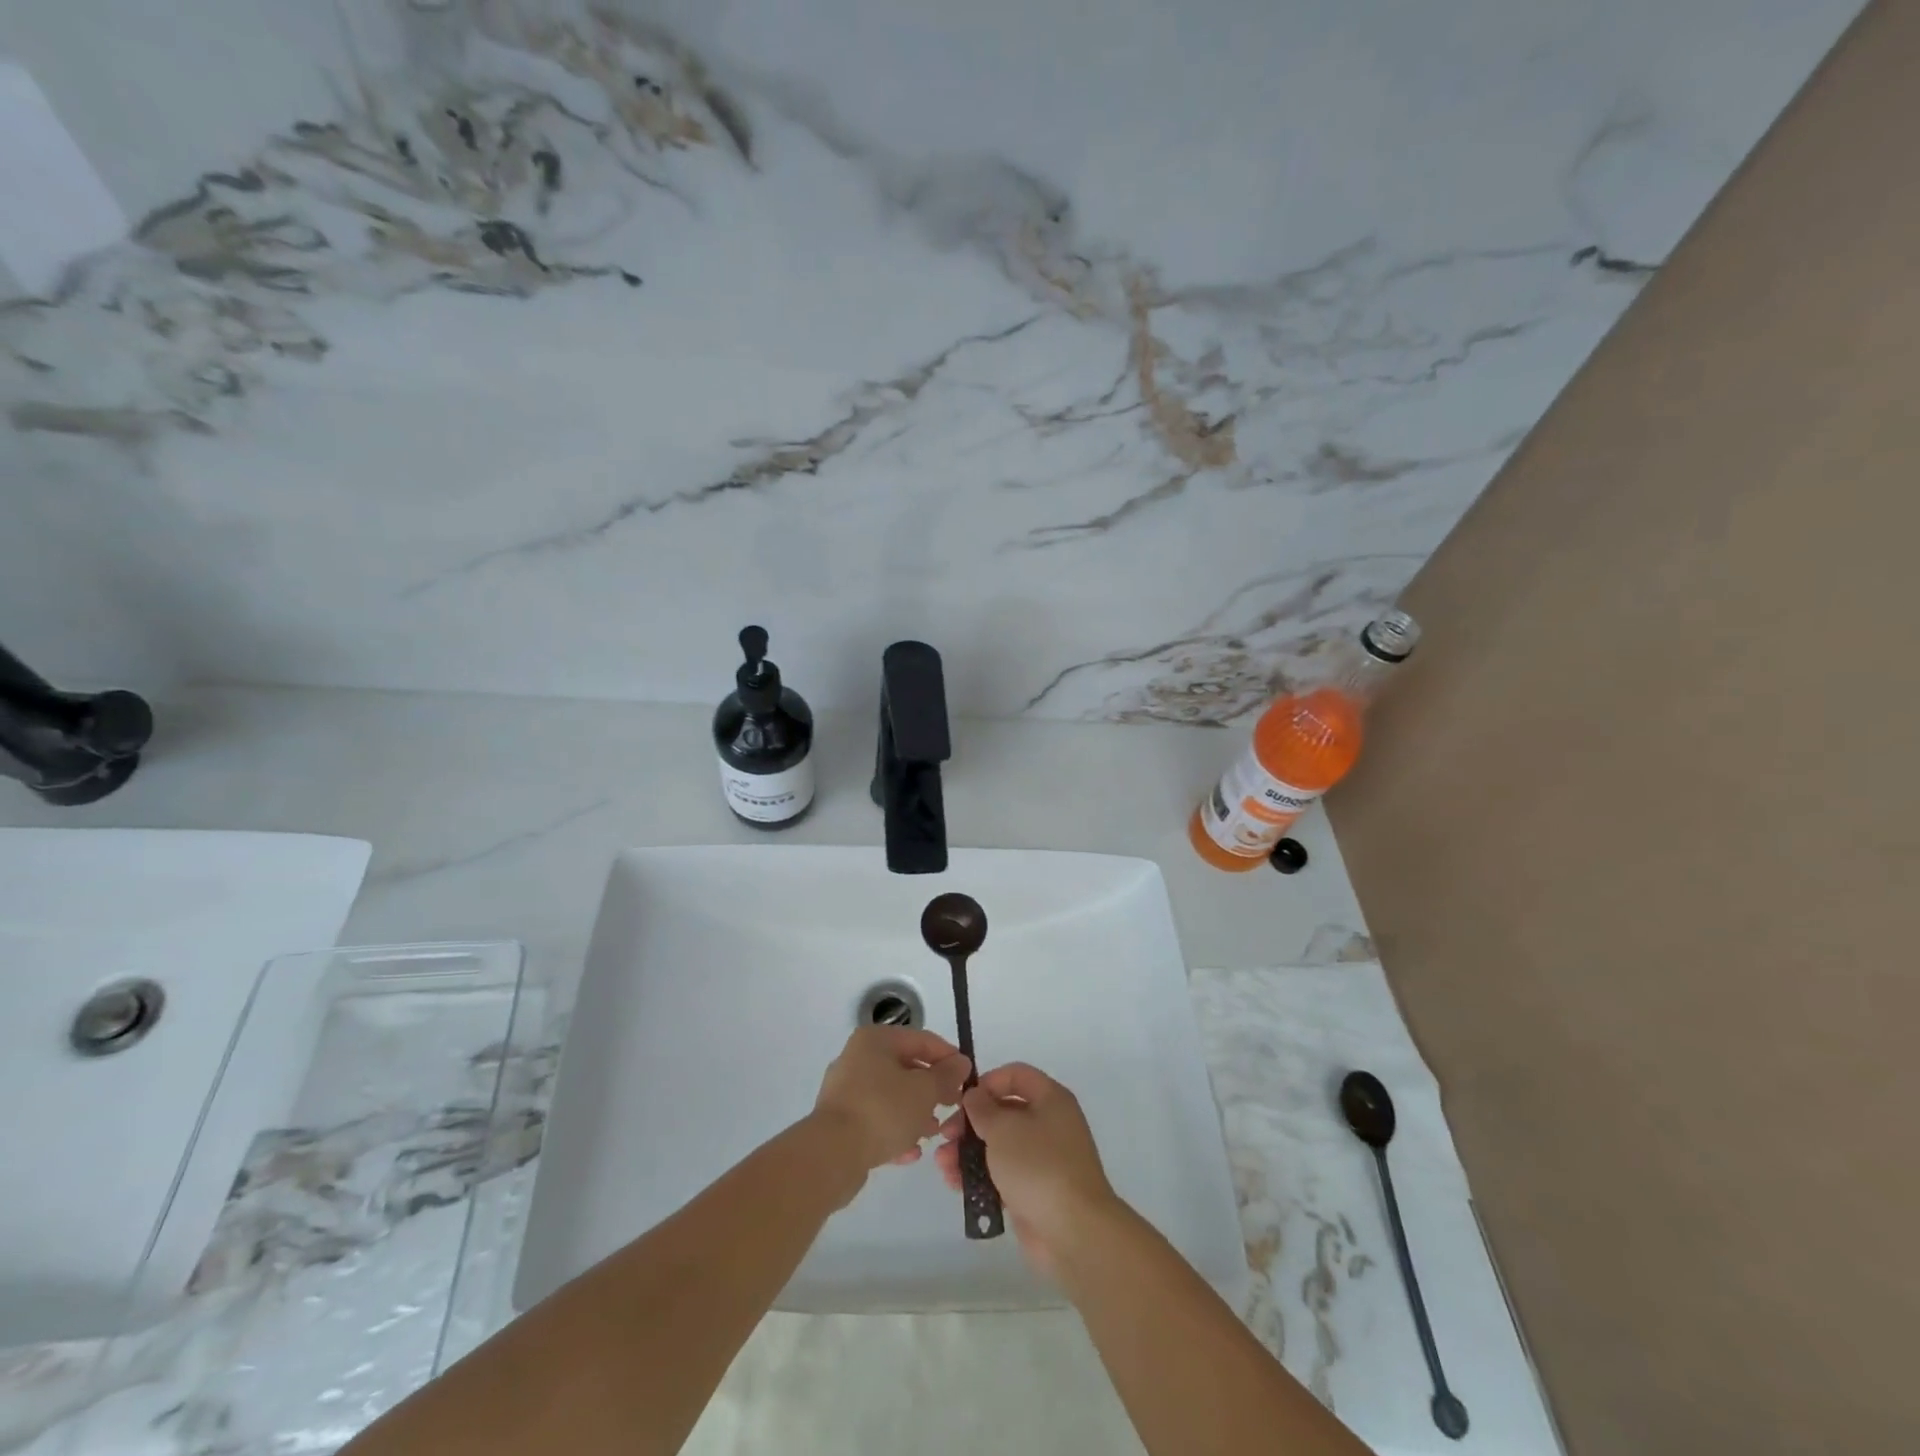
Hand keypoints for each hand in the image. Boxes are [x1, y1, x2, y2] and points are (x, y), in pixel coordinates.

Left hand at [813, 1025, 969, 1175]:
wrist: (832, 1154)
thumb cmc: (883, 1110)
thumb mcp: (924, 1090)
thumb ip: (946, 1075)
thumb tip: (961, 1062)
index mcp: (876, 1040)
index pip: (921, 1040)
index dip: (948, 1057)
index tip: (967, 1078)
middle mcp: (858, 1058)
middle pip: (906, 1068)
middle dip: (932, 1089)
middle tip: (953, 1106)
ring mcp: (847, 1090)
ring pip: (892, 1096)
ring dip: (916, 1113)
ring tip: (935, 1132)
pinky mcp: (841, 1121)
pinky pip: (876, 1119)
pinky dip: (895, 1131)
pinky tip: (911, 1151)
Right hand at [936, 1062, 1119, 1276]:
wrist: (1074, 1232)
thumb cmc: (1038, 1166)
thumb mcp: (1004, 1129)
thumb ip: (983, 1109)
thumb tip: (975, 1096)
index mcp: (1051, 1099)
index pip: (1016, 1075)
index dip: (987, 1082)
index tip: (962, 1100)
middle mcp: (1049, 1124)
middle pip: (1004, 1112)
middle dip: (970, 1123)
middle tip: (945, 1135)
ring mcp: (1043, 1159)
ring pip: (999, 1146)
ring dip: (968, 1151)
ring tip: (943, 1165)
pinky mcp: (1034, 1191)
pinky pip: (1002, 1175)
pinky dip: (980, 1176)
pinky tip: (955, 1184)